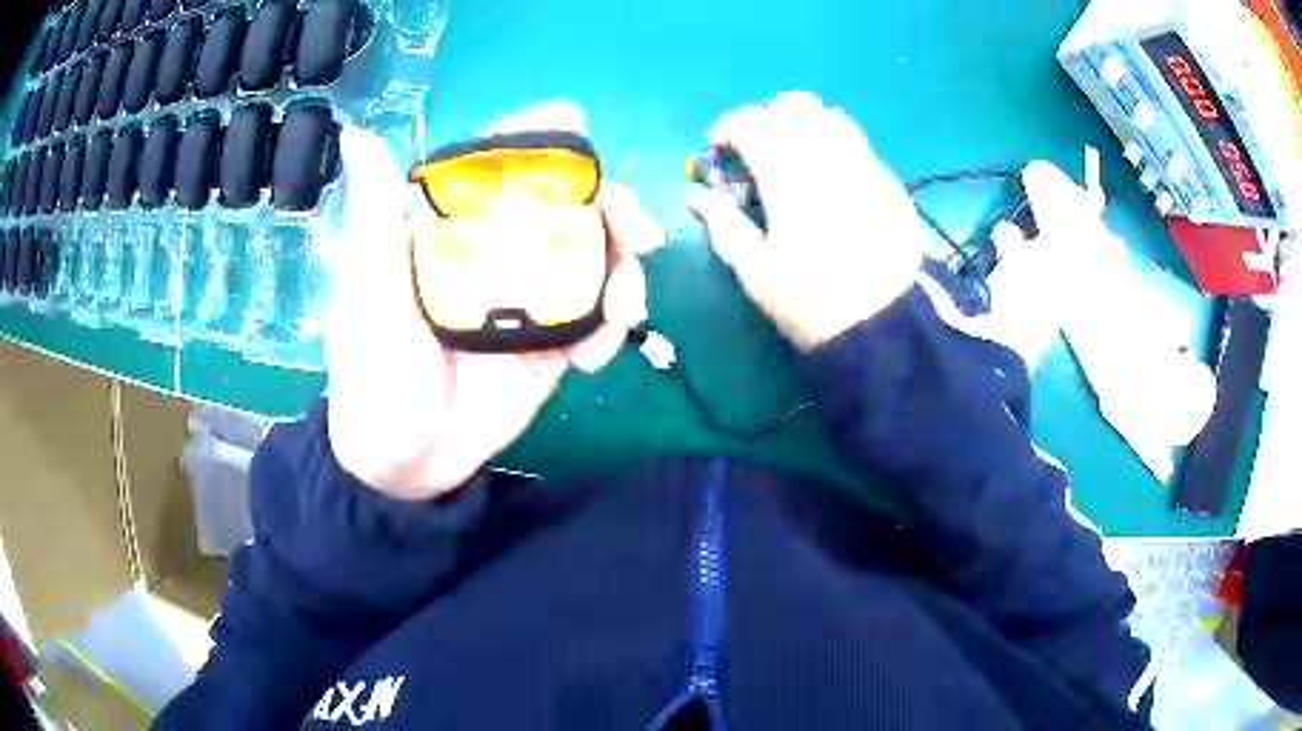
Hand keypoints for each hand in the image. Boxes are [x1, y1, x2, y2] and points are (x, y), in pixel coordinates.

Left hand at [324, 105, 664, 500]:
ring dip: (624, 272)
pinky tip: (597, 357)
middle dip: (610, 208)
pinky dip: (611, 329)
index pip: (498, 166)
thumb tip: (359, 133)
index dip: (538, 139)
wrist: (404, 465)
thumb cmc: (374, 374)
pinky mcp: (550, 346)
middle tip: (638, 231)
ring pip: (593, 260)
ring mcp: (528, 300)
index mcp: (452, 230)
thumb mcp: (368, 291)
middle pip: (564, 207)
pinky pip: (596, 321)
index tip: (576, 123)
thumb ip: (375, 214)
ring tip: (626, 310)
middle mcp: (495, 253)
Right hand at [688, 91, 922, 349]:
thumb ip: (723, 224)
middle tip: (757, 153)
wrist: (888, 326)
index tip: (718, 149)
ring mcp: (865, 165)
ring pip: (830, 117)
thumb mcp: (755, 271)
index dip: (727, 128)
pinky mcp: (889, 183)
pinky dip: (834, 149)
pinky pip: (857, 145)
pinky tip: (832, 186)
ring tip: (796, 163)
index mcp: (789, 175)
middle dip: (767, 120)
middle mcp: (828, 156)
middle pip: (794, 104)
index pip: (752, 122)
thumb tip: (696, 197)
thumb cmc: (812, 302)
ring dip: (804, 127)